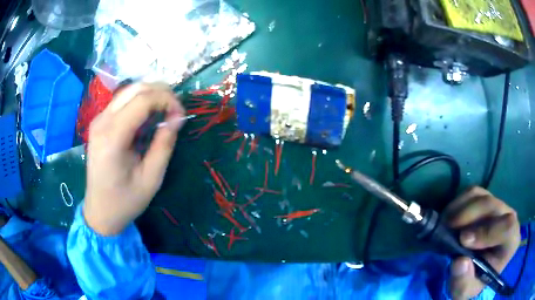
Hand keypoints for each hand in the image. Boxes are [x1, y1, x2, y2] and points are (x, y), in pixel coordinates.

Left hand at [84, 83, 184, 235]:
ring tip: (165, 110)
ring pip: (128, 91)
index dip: (167, 100)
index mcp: (112, 137)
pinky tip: (148, 116)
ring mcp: (98, 120)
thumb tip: (178, 117)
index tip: (181, 114)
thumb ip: (164, 144)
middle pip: (135, 89)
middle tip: (176, 109)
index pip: (142, 100)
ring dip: (150, 95)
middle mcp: (102, 122)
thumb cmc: (125, 200)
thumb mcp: (151, 178)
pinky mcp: (99, 123)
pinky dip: (139, 102)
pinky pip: (122, 101)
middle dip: (160, 92)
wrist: (99, 211)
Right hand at [444, 187, 519, 299]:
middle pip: (492, 206)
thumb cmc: (474, 281)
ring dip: (460, 210)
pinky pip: (472, 193)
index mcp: (511, 241)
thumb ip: (463, 282)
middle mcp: (509, 218)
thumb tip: (459, 261)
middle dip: (469, 217)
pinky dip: (458, 203)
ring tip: (445, 226)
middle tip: (447, 230)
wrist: (474, 271)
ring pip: (482, 196)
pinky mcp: (487, 199)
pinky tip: (449, 219)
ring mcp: (498, 206)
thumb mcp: (466, 291)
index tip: (463, 240)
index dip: (488, 231)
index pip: (508, 227)